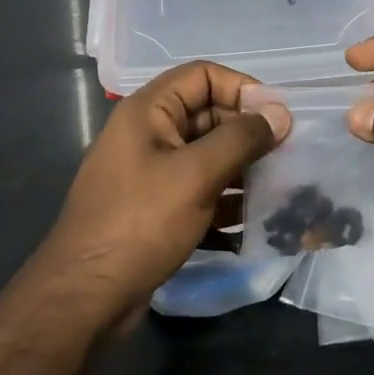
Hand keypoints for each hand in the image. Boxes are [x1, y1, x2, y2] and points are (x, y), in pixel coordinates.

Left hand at [39, 61, 289, 321]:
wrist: (85, 298)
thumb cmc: (140, 223)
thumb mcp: (196, 174)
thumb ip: (241, 139)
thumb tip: (280, 114)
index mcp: (149, 111)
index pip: (203, 75)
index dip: (242, 88)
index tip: (277, 117)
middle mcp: (149, 134)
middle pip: (209, 116)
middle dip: (249, 134)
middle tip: (288, 156)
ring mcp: (152, 174)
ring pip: (209, 157)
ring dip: (244, 170)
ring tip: (282, 189)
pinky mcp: (157, 210)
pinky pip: (201, 192)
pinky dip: (227, 203)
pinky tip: (257, 224)